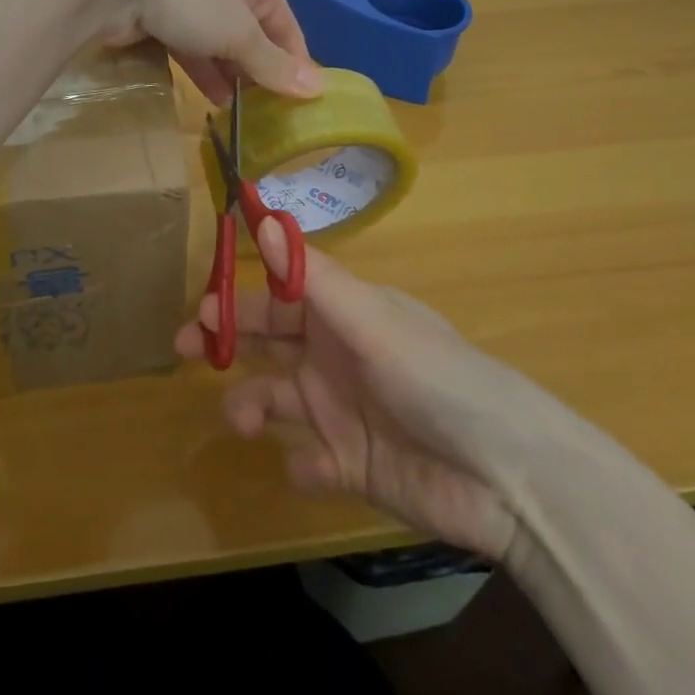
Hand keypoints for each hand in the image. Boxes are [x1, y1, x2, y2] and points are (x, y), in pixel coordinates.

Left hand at [82, 0, 321, 103]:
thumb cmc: (191, 0)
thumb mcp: (239, 35)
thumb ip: (273, 64)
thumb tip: (318, 89)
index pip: (287, 28)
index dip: (295, 65)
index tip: (303, 105)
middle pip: (255, 37)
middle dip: (261, 74)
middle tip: (270, 115)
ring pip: (222, 45)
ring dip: (233, 77)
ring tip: (244, 114)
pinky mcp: (164, 16)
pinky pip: (193, 47)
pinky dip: (205, 71)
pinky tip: (214, 100)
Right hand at [175, 220, 533, 559]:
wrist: (507, 477)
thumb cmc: (437, 379)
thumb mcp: (373, 322)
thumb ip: (312, 279)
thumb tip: (263, 217)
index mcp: (345, 313)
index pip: (282, 294)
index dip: (241, 297)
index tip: (203, 307)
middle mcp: (337, 355)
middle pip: (270, 341)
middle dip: (229, 342)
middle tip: (187, 351)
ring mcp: (343, 411)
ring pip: (278, 399)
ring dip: (252, 406)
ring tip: (243, 422)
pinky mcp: (352, 465)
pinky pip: (309, 462)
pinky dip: (302, 465)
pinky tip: (312, 468)